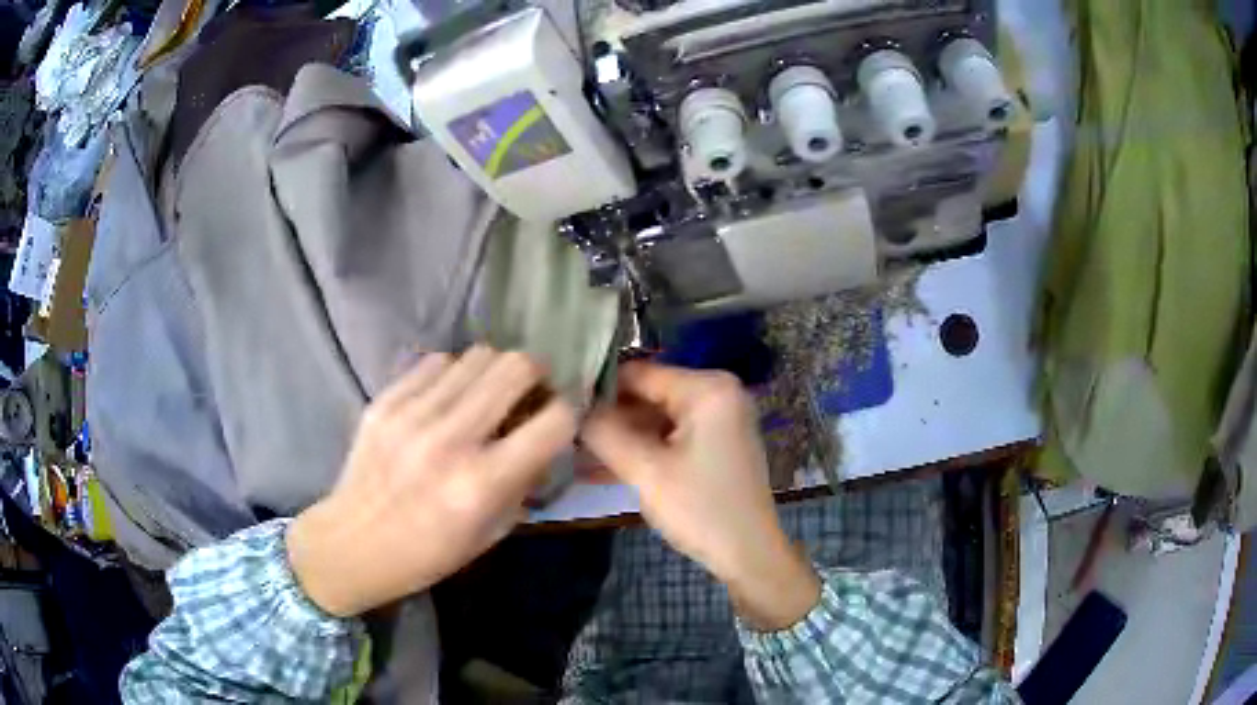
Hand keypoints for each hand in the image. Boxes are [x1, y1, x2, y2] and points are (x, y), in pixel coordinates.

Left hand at [286, 347, 576, 617]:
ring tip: (486, 394)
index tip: (558, 418)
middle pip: (515, 367)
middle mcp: (450, 440)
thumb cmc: (428, 553)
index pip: (554, 420)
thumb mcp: (491, 533)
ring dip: (493, 372)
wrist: (352, 543)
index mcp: (482, 484)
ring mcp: (412, 414)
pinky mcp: (384, 401)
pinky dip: (454, 374)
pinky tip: (448, 397)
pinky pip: (436, 362)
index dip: (566, 414)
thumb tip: (547, 436)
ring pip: (477, 355)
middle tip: (528, 393)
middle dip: (534, 376)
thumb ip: (523, 480)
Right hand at [582, 362, 819, 630]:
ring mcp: (719, 419)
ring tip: (571, 451)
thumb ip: (604, 433)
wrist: (750, 555)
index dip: (597, 388)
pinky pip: (670, 436)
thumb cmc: (701, 509)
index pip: (638, 372)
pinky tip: (598, 467)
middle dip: (607, 416)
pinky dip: (641, 449)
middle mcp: (717, 393)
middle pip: (647, 394)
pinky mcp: (715, 444)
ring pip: (655, 418)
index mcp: (708, 388)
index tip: (558, 407)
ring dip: (619, 436)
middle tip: (562, 433)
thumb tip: (568, 408)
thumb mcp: (646, 471)